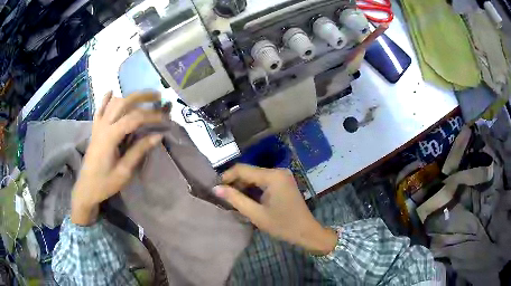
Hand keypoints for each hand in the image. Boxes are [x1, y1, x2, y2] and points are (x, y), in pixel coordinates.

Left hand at [71, 91, 165, 225]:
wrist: (86, 189)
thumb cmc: (105, 183)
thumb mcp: (124, 171)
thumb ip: (139, 151)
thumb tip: (157, 136)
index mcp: (110, 136)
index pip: (134, 118)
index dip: (151, 116)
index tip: (165, 118)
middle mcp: (103, 126)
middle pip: (123, 103)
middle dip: (141, 97)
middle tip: (158, 97)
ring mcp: (98, 126)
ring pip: (113, 103)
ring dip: (128, 97)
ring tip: (142, 98)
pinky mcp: (95, 129)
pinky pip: (99, 110)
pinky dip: (105, 99)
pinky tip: (111, 92)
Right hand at [214, 164, 337, 254]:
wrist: (306, 232)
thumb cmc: (282, 225)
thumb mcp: (256, 214)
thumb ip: (235, 199)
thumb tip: (216, 188)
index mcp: (272, 176)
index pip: (242, 169)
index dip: (227, 177)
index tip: (215, 188)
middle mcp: (278, 171)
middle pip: (249, 172)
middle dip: (235, 182)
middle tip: (222, 195)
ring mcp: (282, 176)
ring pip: (255, 176)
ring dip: (243, 186)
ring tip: (231, 198)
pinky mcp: (283, 182)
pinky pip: (263, 181)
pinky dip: (253, 188)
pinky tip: (246, 198)